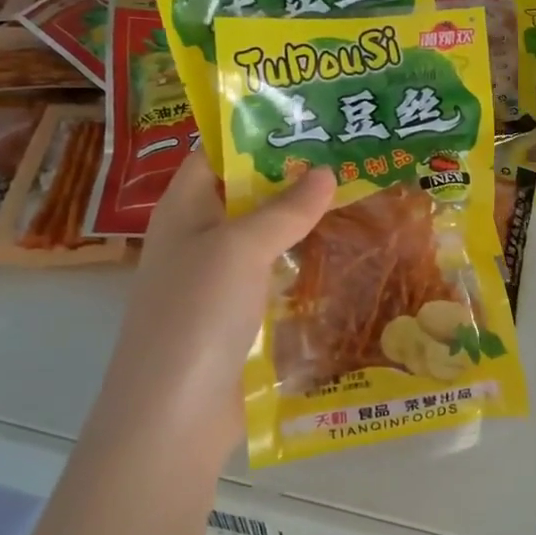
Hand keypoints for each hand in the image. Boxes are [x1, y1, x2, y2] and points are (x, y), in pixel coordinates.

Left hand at [92, 151, 334, 465]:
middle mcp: (199, 238)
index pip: (218, 153)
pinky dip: (305, 266)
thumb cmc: (196, 314)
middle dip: (294, 177)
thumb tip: (326, 171)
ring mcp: (219, 282)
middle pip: (247, 194)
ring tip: (361, 197)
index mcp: (185, 209)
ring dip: (305, 223)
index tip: (311, 118)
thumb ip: (284, 208)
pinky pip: (276, 278)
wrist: (173, 416)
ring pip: (266, 238)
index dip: (257, 132)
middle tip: (351, 155)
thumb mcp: (239, 248)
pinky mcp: (241, 319)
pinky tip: (346, 257)